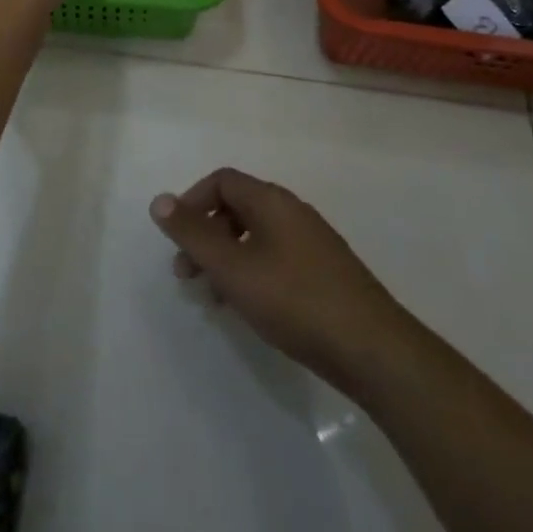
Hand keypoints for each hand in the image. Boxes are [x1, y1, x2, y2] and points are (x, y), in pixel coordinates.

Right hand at [150, 168, 402, 393]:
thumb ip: (193, 234)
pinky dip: (252, 273)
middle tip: (187, 275)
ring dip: (226, 258)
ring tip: (214, 298)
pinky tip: (250, 308)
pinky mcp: (326, 273)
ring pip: (256, 237)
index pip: (222, 181)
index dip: (192, 203)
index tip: (177, 239)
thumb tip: (160, 200)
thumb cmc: (294, 301)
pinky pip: (276, 258)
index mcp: (272, 202)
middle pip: (238, 208)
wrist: (373, 350)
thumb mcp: (232, 268)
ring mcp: (313, 243)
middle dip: (205, 236)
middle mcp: (293, 213)